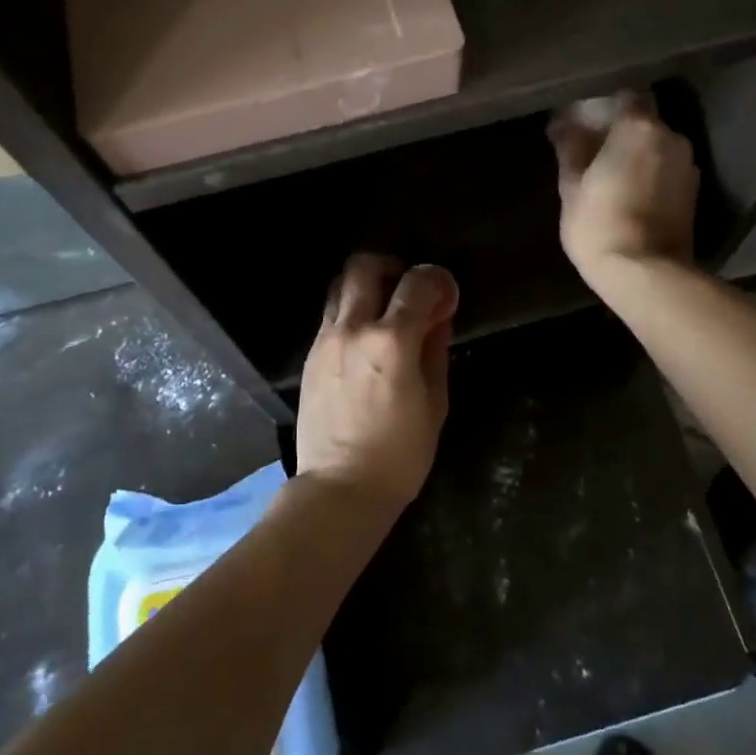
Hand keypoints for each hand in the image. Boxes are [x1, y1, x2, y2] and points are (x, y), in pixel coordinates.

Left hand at [297, 254, 457, 509]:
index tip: (445, 294)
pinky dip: (350, 313)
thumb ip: (435, 351)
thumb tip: (437, 317)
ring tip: (383, 312)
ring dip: (365, 287)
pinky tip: (364, 341)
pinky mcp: (310, 356)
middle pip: (364, 266)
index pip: (417, 283)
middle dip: (392, 267)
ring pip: (340, 286)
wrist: (340, 488)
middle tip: (408, 289)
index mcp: (391, 342)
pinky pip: (330, 316)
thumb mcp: (435, 403)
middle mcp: (353, 329)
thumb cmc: (400, 454)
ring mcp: (325, 341)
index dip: (437, 279)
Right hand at [549, 97, 699, 286]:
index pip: (623, 98)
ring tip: (610, 177)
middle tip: (591, 153)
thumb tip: (562, 124)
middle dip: (619, 133)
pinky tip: (629, 195)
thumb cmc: (599, 224)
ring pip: (657, 148)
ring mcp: (687, 166)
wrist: (645, 273)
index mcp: (638, 127)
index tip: (582, 126)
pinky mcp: (694, 193)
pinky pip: (666, 170)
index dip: (602, 109)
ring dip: (636, 155)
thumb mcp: (572, 186)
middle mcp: (671, 137)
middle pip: (643, 122)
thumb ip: (570, 149)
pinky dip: (650, 175)